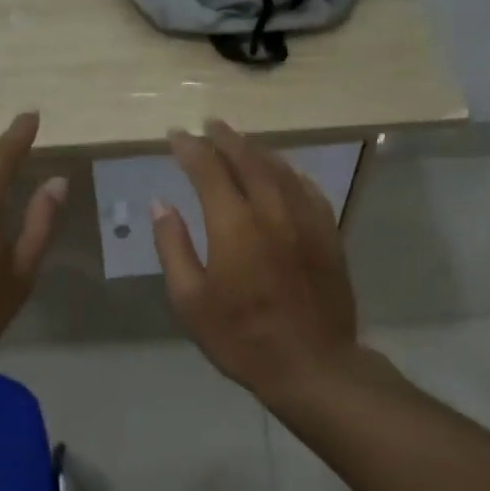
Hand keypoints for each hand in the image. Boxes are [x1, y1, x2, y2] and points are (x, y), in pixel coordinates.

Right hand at [151, 120, 359, 400]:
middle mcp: (272, 211)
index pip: (208, 169)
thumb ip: (173, 247)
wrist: (312, 365)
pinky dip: (291, 172)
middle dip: (225, 138)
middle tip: (208, 124)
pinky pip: (309, 189)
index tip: (176, 135)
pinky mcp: (328, 234)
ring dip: (257, 150)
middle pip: (248, 159)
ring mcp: (306, 220)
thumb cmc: (241, 338)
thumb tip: (161, 204)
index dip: (190, 148)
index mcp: (233, 225)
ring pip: (281, 169)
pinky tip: (284, 172)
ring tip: (240, 141)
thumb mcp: (190, 301)